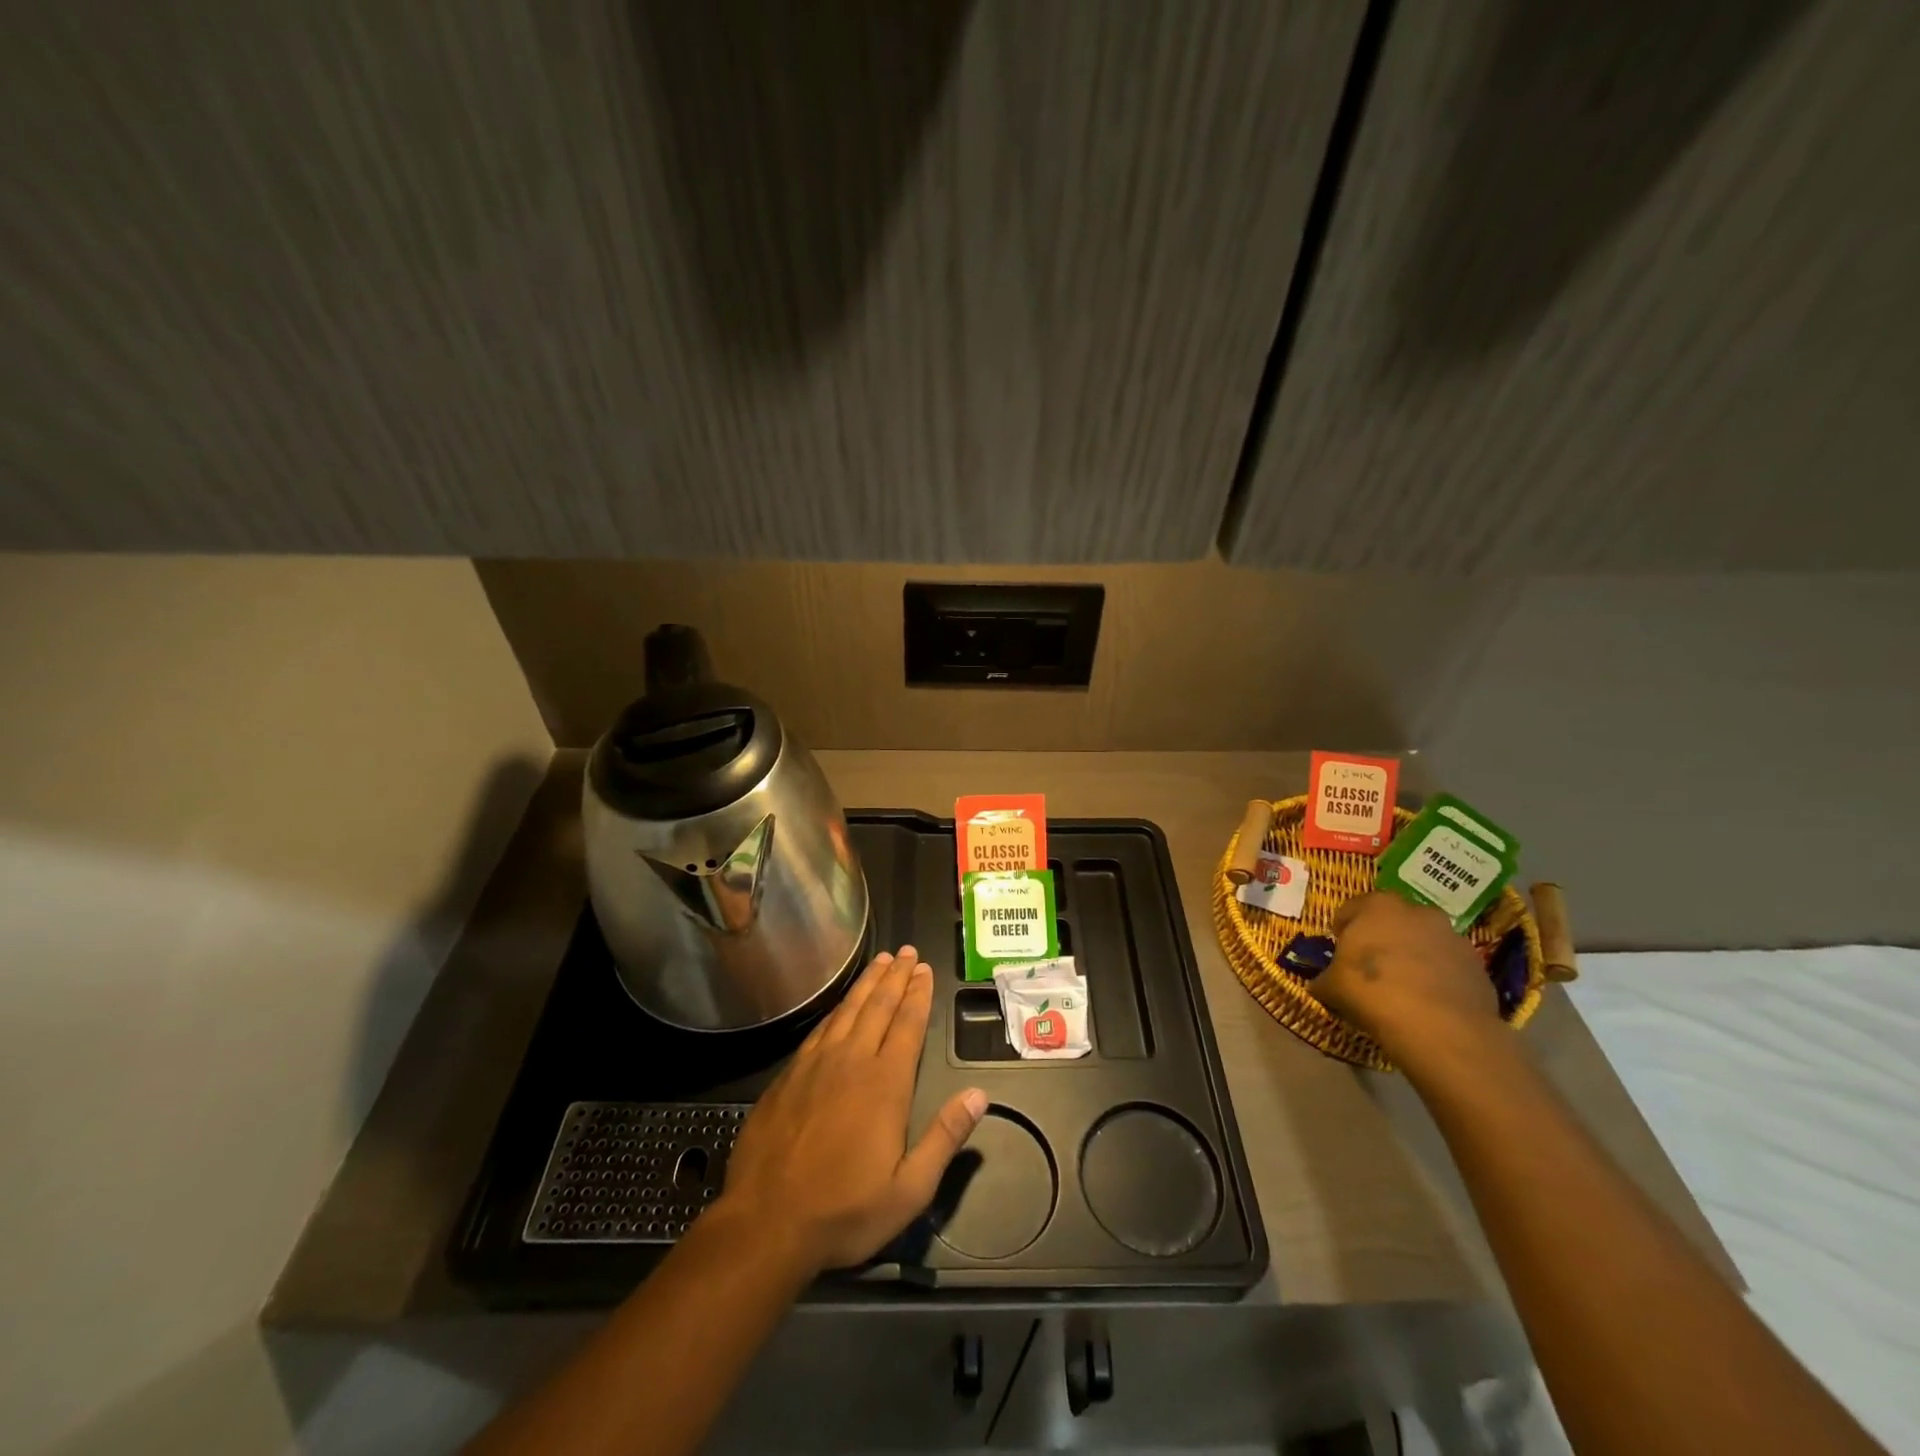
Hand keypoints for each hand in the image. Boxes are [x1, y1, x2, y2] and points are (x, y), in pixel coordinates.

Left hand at [713, 946, 987, 1273]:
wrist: (766, 1223)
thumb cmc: (844, 1211)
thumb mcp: (909, 1189)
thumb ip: (946, 1137)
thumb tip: (979, 1095)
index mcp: (885, 1084)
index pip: (907, 1025)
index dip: (918, 994)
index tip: (924, 969)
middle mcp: (851, 1061)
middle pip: (878, 1006)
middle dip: (895, 976)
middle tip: (906, 952)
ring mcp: (815, 1065)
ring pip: (847, 1010)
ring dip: (867, 983)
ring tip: (879, 961)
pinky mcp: (788, 1075)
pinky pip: (820, 1029)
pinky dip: (836, 1009)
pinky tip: (841, 1004)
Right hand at [1307, 892, 1502, 1075]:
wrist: (1440, 1028)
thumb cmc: (1372, 992)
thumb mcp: (1331, 987)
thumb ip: (1324, 979)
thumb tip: (1320, 984)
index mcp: (1377, 906)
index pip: (1351, 909)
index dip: (1342, 930)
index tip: (1340, 952)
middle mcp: (1418, 912)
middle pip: (1393, 921)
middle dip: (1382, 939)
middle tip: (1372, 968)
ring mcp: (1453, 937)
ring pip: (1424, 942)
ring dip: (1413, 957)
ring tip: (1403, 988)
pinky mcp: (1478, 966)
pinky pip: (1448, 967)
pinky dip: (1438, 978)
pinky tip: (1428, 1003)